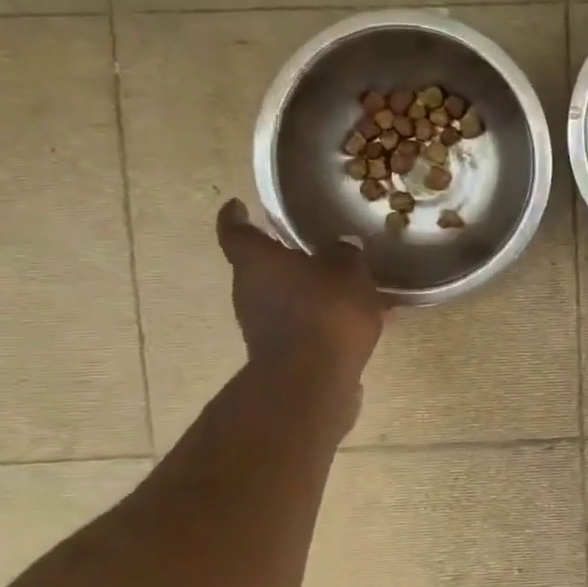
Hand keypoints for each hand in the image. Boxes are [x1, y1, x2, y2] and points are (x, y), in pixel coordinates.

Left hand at [216, 199, 385, 380]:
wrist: (312, 381)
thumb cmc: (326, 312)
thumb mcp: (349, 272)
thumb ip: (345, 255)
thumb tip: (342, 246)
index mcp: (257, 260)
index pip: (236, 230)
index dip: (235, 216)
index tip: (237, 205)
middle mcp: (249, 290)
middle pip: (261, 266)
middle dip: (286, 259)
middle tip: (315, 250)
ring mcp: (259, 325)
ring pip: (284, 297)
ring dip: (307, 292)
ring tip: (345, 289)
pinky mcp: (278, 352)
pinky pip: (301, 324)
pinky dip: (319, 319)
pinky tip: (352, 322)